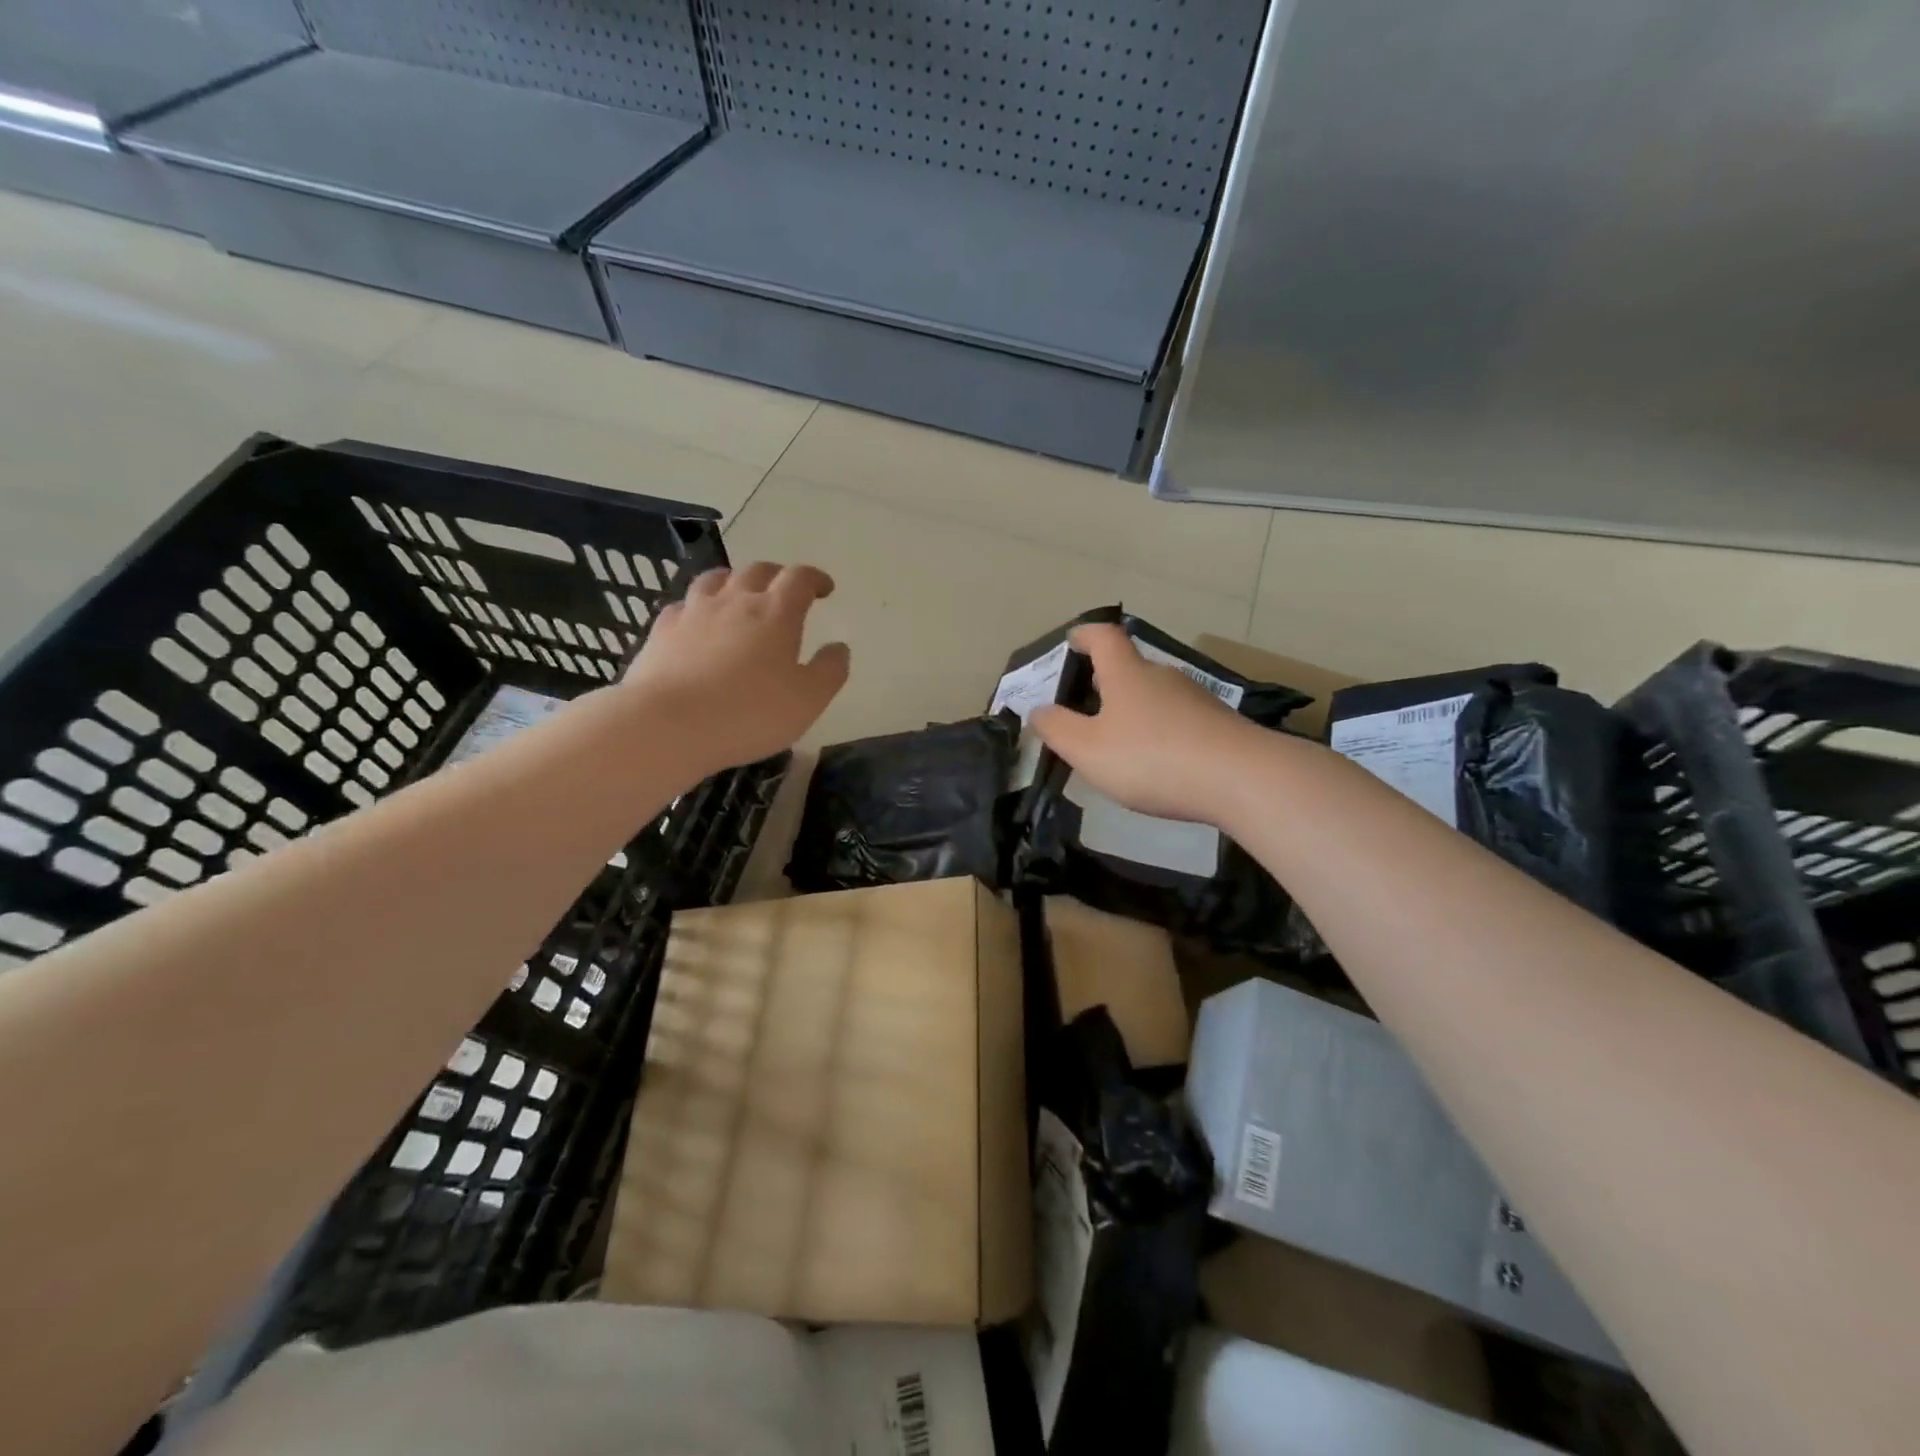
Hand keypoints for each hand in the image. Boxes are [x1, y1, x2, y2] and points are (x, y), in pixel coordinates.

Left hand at [624, 562, 849, 770]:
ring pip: (716, 579)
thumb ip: (829, 671)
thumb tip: (839, 648)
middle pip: (758, 570)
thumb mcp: (808, 701)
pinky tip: (697, 621)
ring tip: (740, 594)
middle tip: (786, 591)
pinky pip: (683, 605)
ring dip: (734, 581)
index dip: (815, 578)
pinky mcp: (662, 630)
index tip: (825, 589)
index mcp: (776, 613)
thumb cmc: (749, 713)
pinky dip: (698, 606)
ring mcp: (693, 612)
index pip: (800, 578)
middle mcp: (735, 600)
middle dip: (777, 576)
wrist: (668, 725)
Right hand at [1032, 624, 1259, 824]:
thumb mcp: (1088, 750)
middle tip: (1086, 706)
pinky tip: (1158, 762)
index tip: (1071, 641)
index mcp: (1127, 674)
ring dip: (1135, 709)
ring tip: (1119, 741)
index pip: (1104, 637)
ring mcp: (1196, 699)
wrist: (1242, 779)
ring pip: (1155, 695)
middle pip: (1130, 667)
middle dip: (1106, 681)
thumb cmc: (1151, 758)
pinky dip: (1161, 730)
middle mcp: (1163, 676)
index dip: (1085, 635)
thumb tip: (1039, 710)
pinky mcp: (1219, 724)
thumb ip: (1058, 730)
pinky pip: (1178, 719)